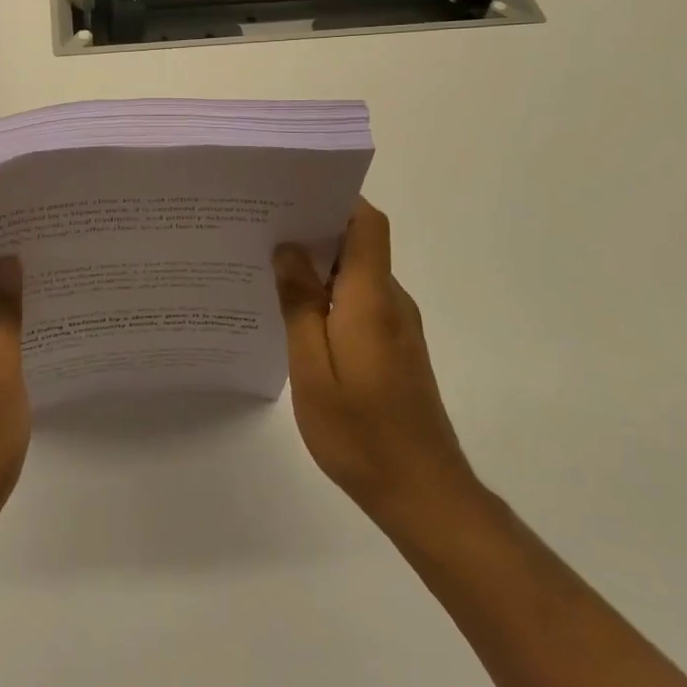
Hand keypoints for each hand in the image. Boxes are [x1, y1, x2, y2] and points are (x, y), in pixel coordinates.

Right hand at [274, 199, 478, 534]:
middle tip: (262, 226)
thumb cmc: (361, 432)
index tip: (293, 191)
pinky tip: (295, 311)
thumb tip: (287, 249)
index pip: (367, 224)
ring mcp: (397, 325)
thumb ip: (299, 304)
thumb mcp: (312, 368)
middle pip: (359, 243)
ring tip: (268, 264)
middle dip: (314, 227)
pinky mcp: (395, 347)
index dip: (337, 198)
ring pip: (356, 273)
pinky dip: (329, 293)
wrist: (424, 495)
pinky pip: (359, 300)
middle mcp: (391, 301)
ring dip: (319, 263)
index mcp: (371, 298)